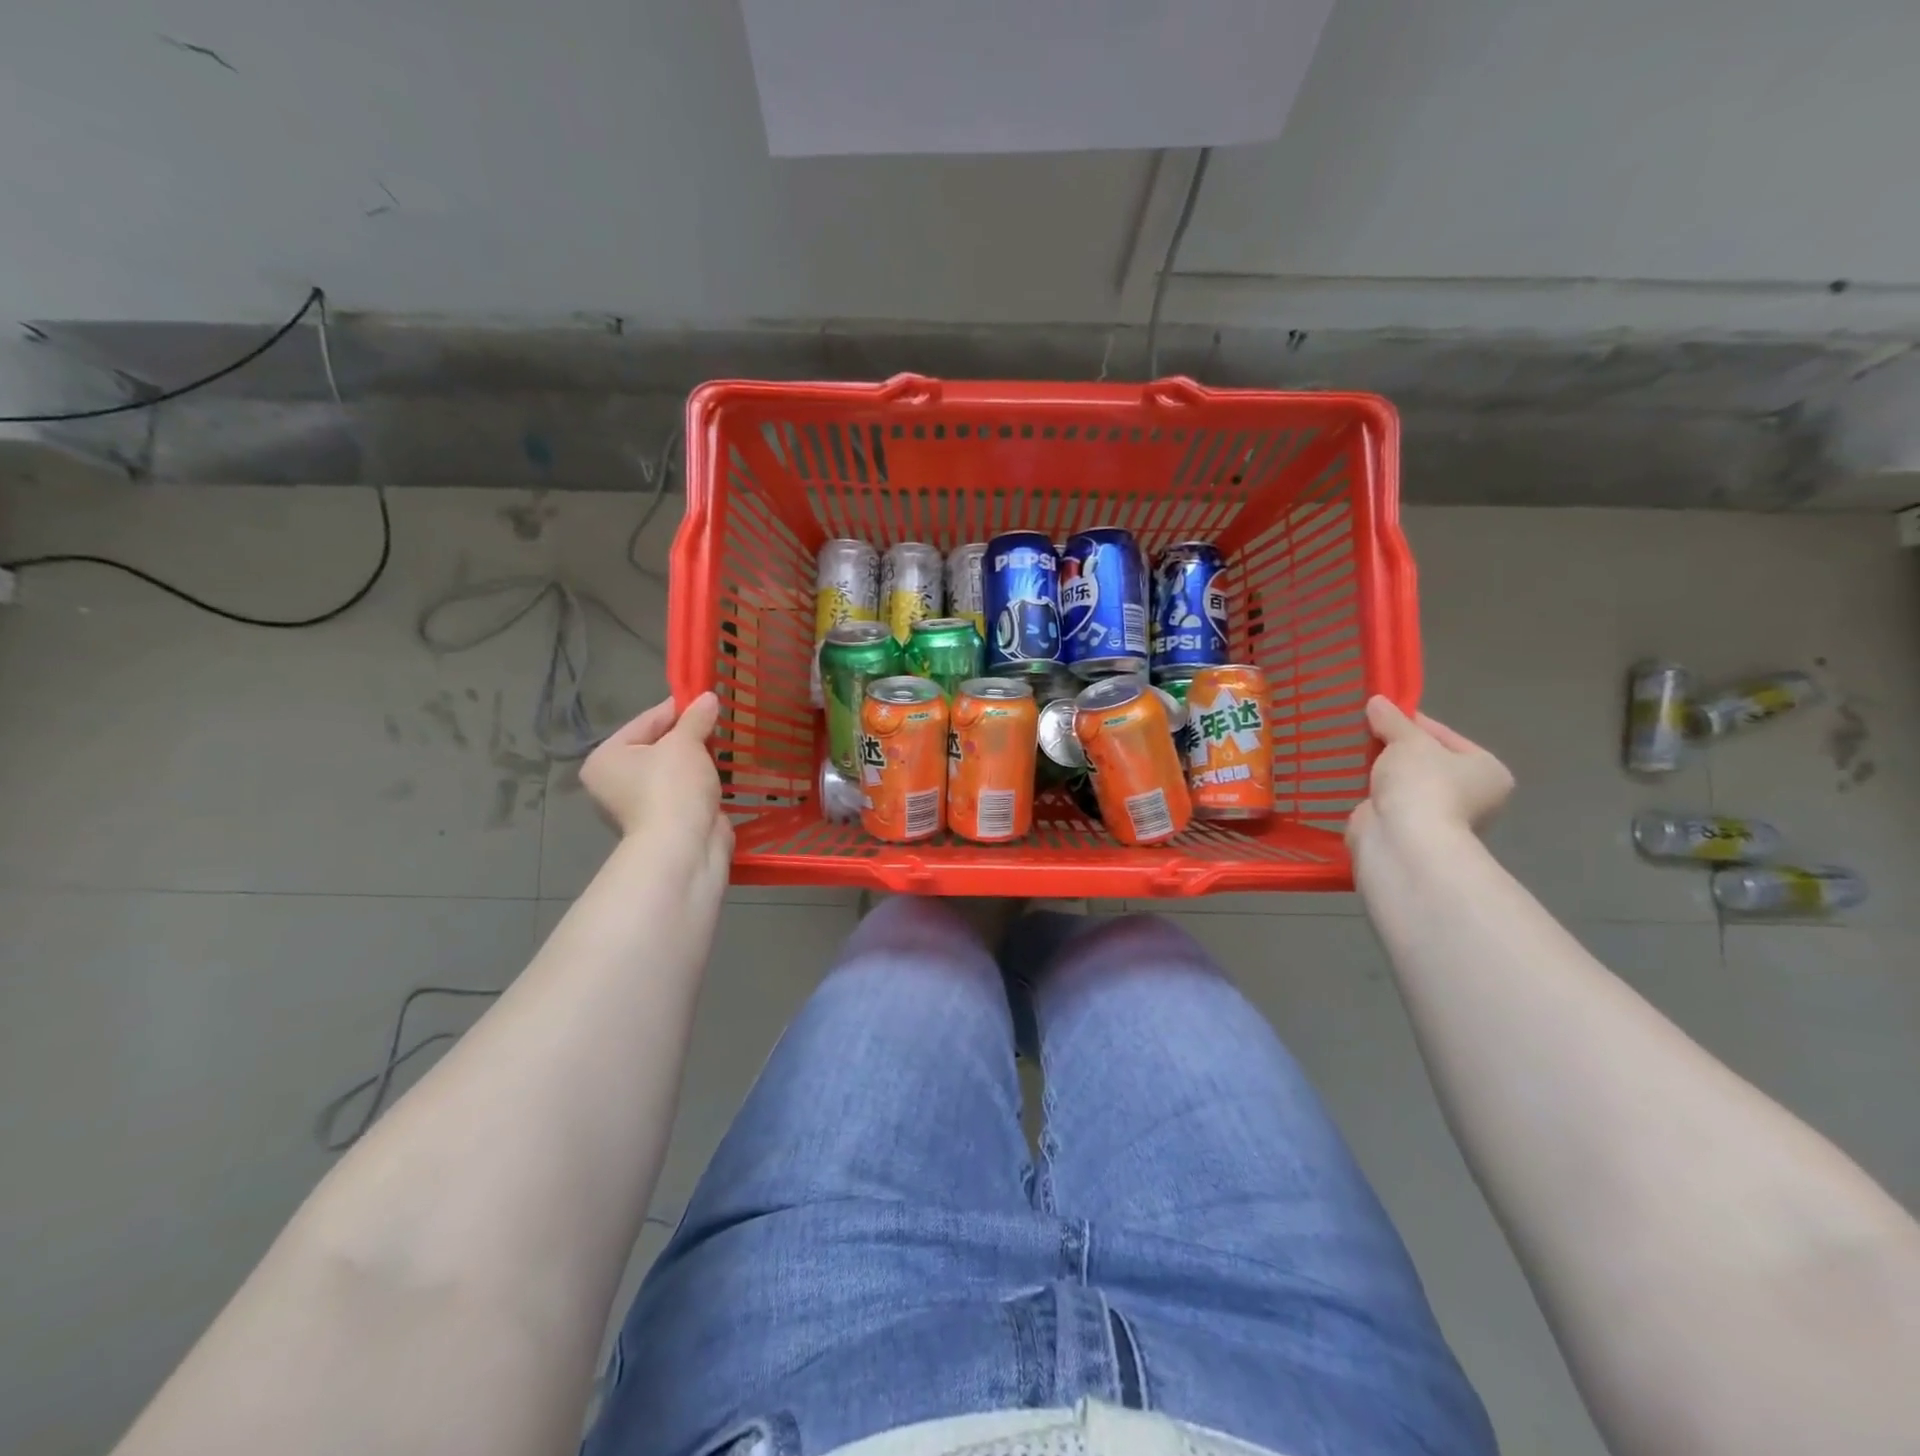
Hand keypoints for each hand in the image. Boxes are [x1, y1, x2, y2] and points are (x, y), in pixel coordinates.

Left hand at [581, 693, 729, 863]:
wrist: (684, 847)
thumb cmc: (672, 787)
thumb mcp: (685, 743)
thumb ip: (696, 718)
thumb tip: (709, 697)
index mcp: (607, 758)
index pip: (647, 721)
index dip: (679, 709)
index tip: (706, 699)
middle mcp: (616, 781)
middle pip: (659, 745)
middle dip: (690, 736)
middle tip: (718, 723)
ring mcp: (641, 804)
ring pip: (674, 770)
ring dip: (698, 760)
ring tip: (724, 746)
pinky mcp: (667, 820)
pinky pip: (686, 790)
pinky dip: (702, 782)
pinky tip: (722, 773)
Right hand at [1347, 696, 1513, 851]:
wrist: (1402, 839)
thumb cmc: (1423, 784)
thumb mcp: (1408, 741)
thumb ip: (1393, 720)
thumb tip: (1377, 700)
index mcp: (1487, 771)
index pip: (1445, 736)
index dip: (1411, 722)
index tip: (1380, 713)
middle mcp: (1470, 796)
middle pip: (1424, 760)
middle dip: (1393, 747)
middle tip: (1364, 732)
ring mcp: (1437, 816)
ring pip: (1403, 782)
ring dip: (1380, 770)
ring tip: (1352, 752)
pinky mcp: (1406, 831)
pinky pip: (1385, 801)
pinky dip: (1370, 791)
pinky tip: (1349, 778)